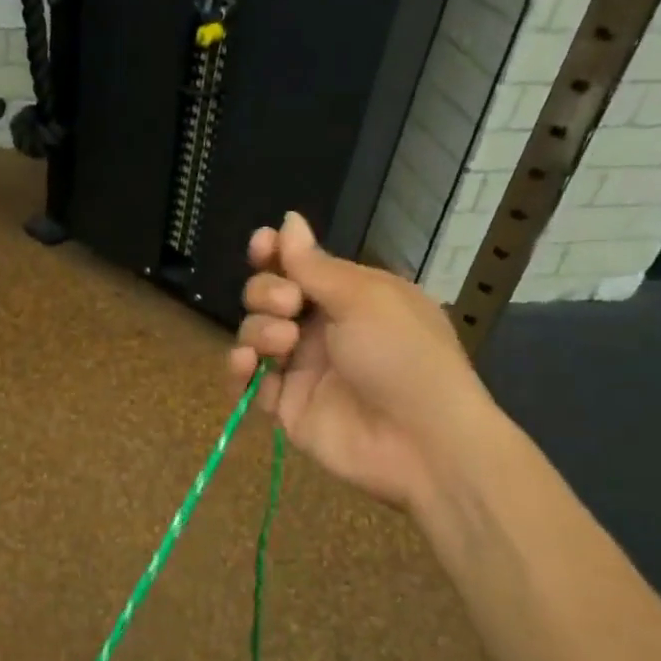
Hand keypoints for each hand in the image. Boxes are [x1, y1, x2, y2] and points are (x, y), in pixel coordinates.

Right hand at [227, 211, 494, 512]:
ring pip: (255, 334)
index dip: (275, 253)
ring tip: (283, 342)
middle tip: (289, 305)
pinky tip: (245, 363)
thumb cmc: (402, 354)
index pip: (299, 266)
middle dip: (267, 291)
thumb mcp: (364, 298)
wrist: (422, 440)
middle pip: (268, 295)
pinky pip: (249, 381)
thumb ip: (314, 265)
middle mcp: (322, 328)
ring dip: (259, 329)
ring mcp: (302, 368)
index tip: (261, 246)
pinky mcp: (286, 406)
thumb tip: (288, 220)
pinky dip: (239, 369)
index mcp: (349, 296)